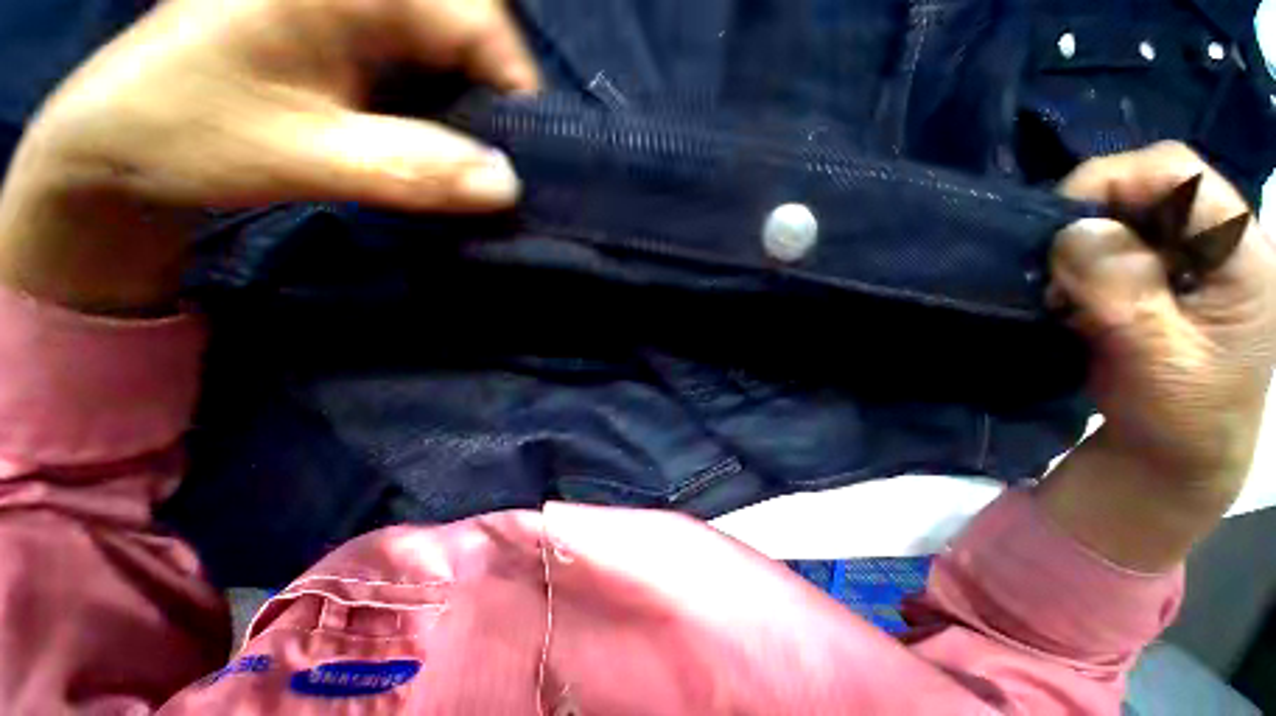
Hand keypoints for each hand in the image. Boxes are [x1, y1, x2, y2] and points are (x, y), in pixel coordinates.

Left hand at [0, 0, 539, 313]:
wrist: (121, 141)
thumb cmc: (185, 135)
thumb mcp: (302, 156)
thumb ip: (411, 169)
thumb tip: (508, 186)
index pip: (479, 20)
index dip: (518, 91)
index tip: (532, 162)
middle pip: (474, 31)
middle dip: (500, 103)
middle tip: (505, 167)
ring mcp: (357, 8)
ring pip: (456, 52)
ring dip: (476, 112)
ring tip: (478, 165)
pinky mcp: (350, 34)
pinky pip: (429, 67)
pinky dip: (448, 111)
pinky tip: (443, 147)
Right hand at [1039, 142, 1275, 569]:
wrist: (1173, 453)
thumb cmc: (1181, 417)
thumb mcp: (1159, 361)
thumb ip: (1125, 294)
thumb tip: (1073, 234)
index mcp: (1239, 254)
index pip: (1176, 172)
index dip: (1112, 184)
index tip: (1059, 233)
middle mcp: (1214, 242)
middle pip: (1144, 187)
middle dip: (1088, 220)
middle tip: (1056, 274)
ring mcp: (1182, 261)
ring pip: (1117, 217)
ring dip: (1076, 250)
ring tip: (1062, 296)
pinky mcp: (1152, 280)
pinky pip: (1102, 249)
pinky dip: (1073, 268)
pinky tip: (1067, 300)